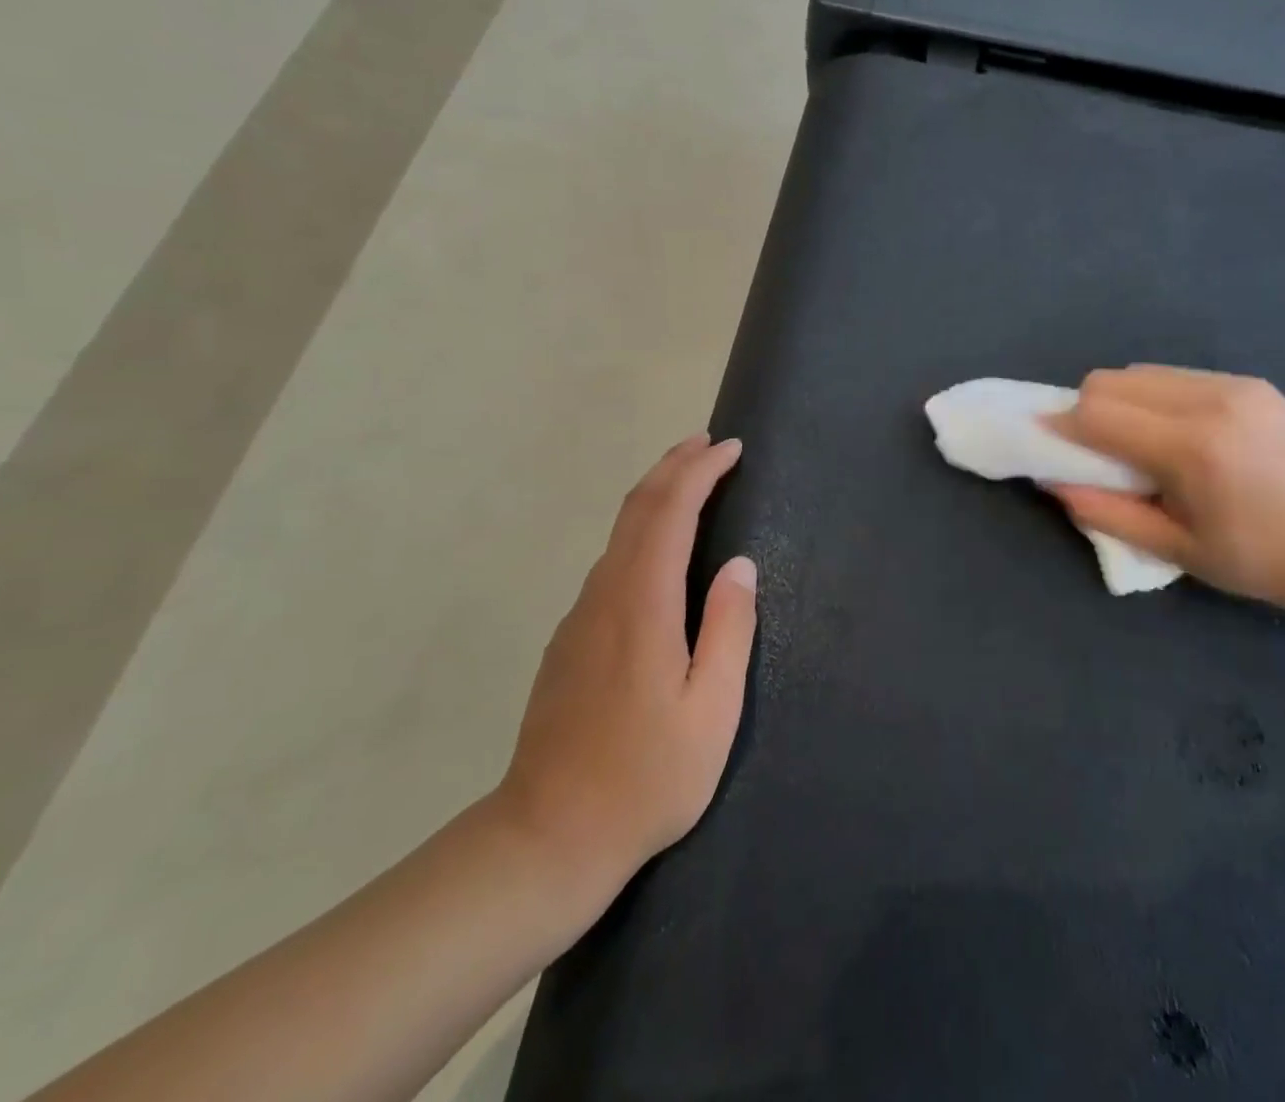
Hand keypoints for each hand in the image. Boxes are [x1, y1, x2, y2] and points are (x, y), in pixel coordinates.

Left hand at [491, 435, 756, 890]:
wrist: (545, 839)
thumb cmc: (645, 780)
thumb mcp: (712, 712)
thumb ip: (729, 630)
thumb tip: (739, 566)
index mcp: (643, 606)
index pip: (669, 513)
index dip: (699, 472)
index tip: (730, 449)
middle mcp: (605, 597)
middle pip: (636, 509)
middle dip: (673, 466)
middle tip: (709, 443)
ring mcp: (580, 617)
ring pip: (619, 533)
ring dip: (656, 495)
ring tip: (692, 481)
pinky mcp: (570, 640)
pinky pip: (611, 562)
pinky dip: (641, 530)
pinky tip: (660, 546)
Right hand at [1048, 367, 1284, 616]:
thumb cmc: (1256, 560)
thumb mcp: (1173, 549)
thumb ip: (1104, 512)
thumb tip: (1050, 480)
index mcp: (1191, 450)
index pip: (1097, 412)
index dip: (1061, 426)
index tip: (1048, 445)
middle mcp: (1209, 402)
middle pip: (1110, 380)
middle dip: (1086, 411)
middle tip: (1096, 451)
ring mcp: (1232, 386)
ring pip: (1139, 372)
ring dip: (1119, 402)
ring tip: (1138, 443)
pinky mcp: (1247, 382)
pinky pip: (1173, 376)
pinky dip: (1152, 398)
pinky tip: (1173, 433)